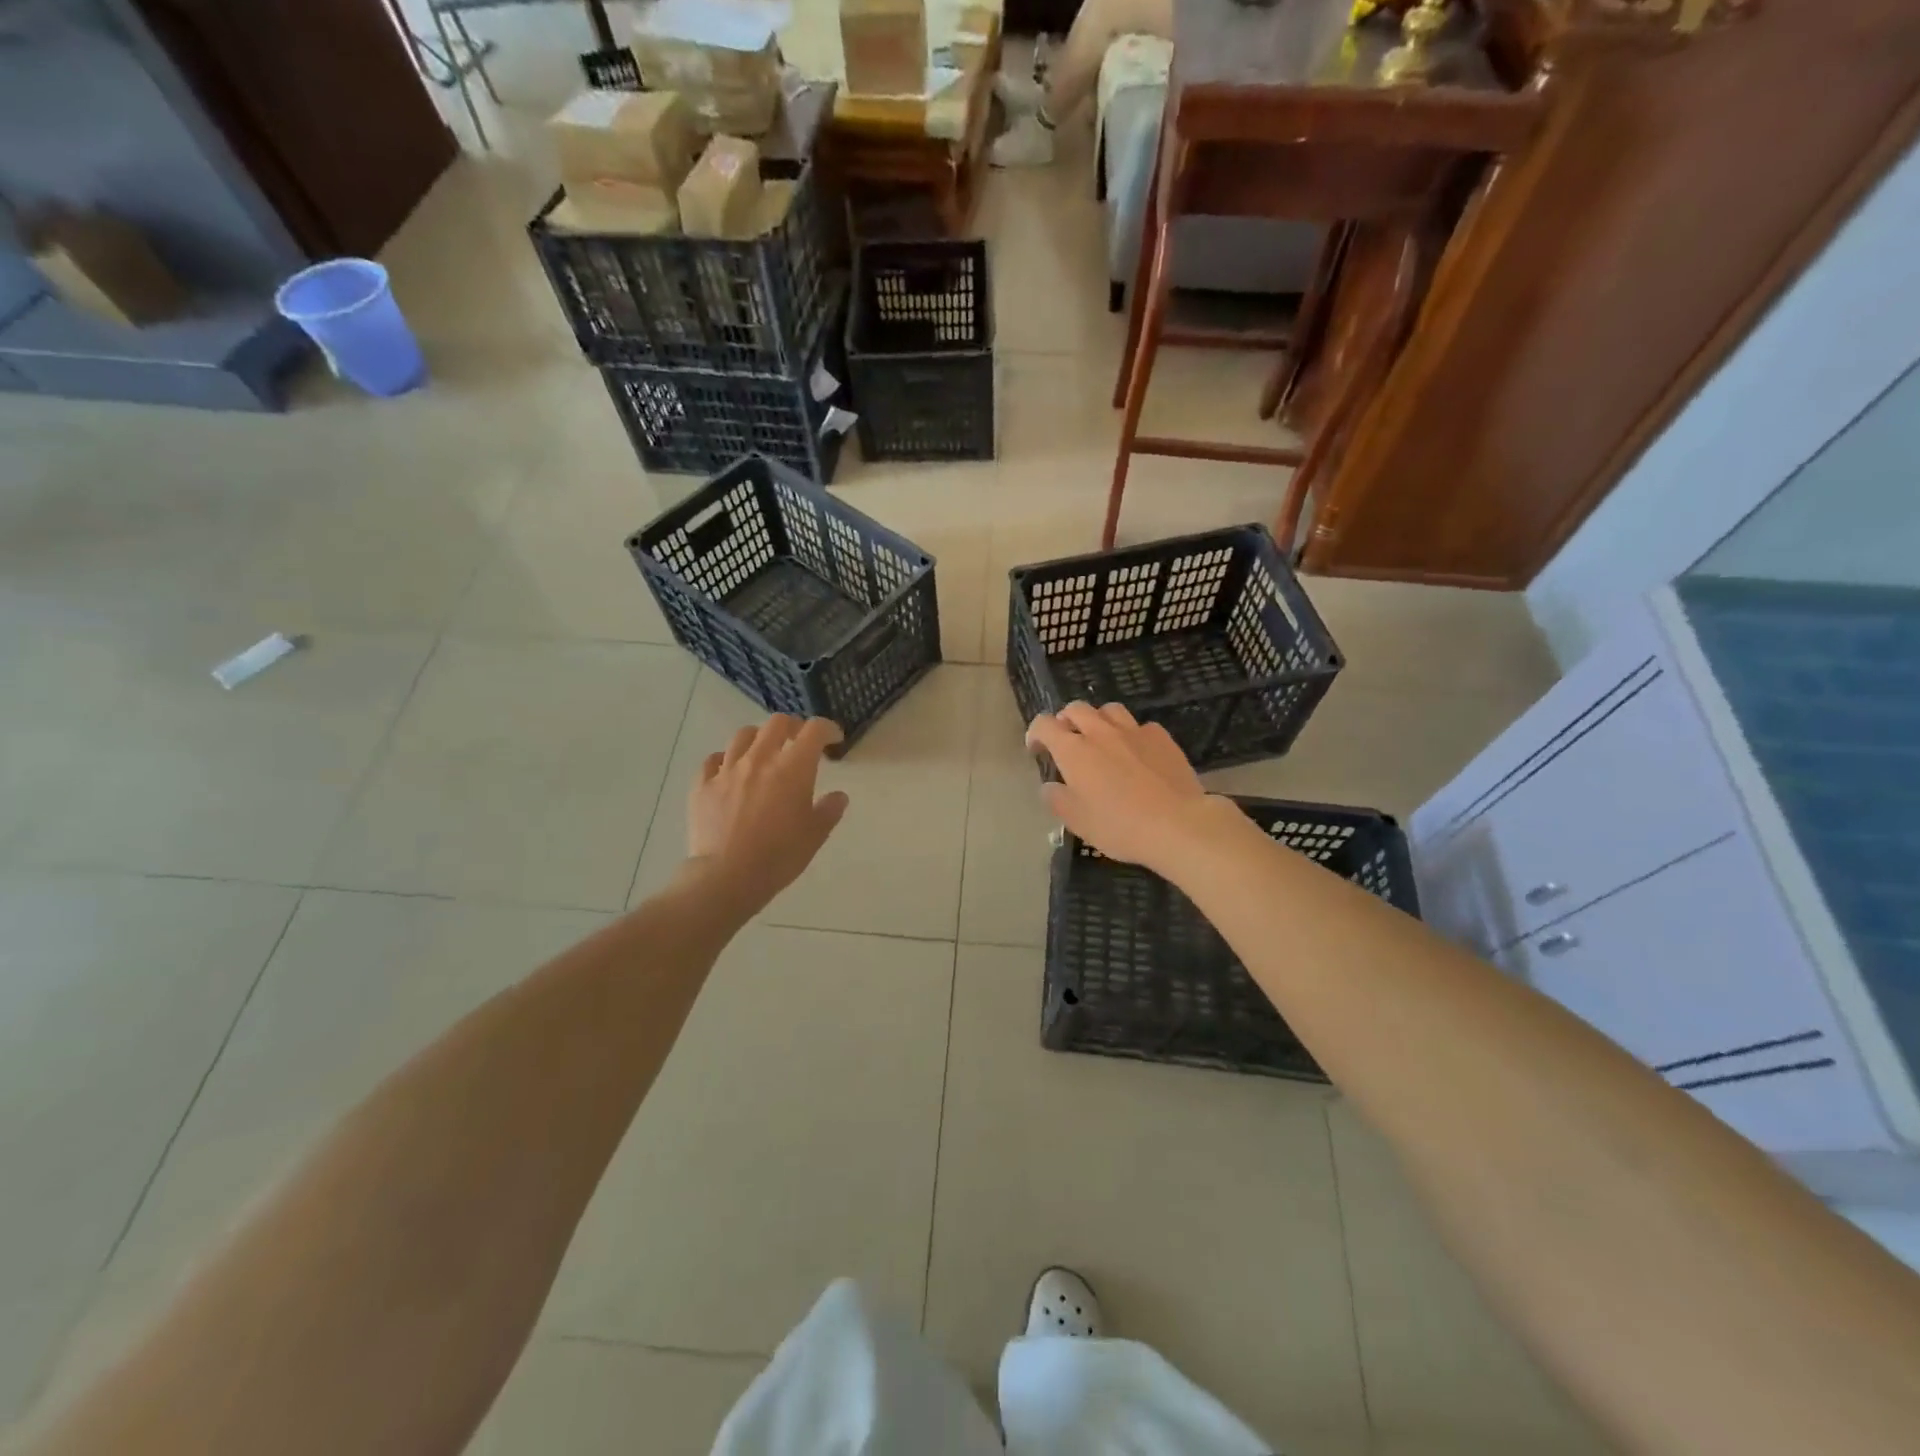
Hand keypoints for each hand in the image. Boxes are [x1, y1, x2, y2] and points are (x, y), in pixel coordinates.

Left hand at [685, 715, 849, 915]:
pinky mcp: (702, 785)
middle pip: (777, 724)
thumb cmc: (779, 856)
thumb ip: (829, 810)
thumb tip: (838, 796)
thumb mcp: (815, 835)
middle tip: (800, 742)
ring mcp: (727, 770)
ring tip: (764, 752)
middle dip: (793, 727)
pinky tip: (731, 771)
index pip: (814, 730)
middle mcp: (759, 759)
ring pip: (743, 736)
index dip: (827, 729)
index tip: (834, 740)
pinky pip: (713, 760)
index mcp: (793, 768)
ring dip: (759, 738)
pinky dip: (726, 759)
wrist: (726, 876)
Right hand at [1026, 703, 1220, 872]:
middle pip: (1076, 709)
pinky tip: (1137, 753)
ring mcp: (1134, 731)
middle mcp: (1101, 732)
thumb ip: (1057, 799)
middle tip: (1067, 741)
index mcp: (1074, 751)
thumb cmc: (1119, 826)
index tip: (1037, 750)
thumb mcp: (1077, 822)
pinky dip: (1131, 734)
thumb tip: (1050, 787)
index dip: (1035, 733)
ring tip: (1101, 739)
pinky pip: (1140, 726)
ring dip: (1098, 720)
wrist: (1177, 824)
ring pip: (1109, 710)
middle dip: (1065, 720)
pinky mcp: (1161, 737)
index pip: (1044, 725)